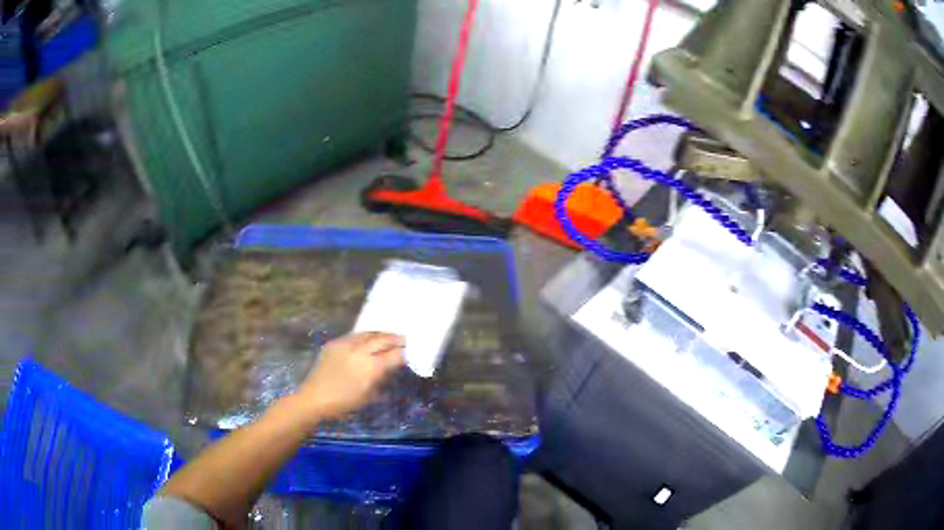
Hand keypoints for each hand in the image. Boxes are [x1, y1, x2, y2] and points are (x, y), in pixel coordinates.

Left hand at [295, 332, 405, 419]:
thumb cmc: (344, 403)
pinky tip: (367, 341)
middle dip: (395, 339)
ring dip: (380, 334)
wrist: (315, 398)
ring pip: (368, 333)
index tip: (411, 351)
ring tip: (388, 337)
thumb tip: (389, 367)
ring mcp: (346, 344)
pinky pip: (354, 336)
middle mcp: (360, 351)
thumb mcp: (369, 395)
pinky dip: (364, 337)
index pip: (394, 355)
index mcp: (371, 367)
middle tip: (405, 339)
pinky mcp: (334, 343)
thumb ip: (381, 378)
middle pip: (383, 339)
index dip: (404, 353)